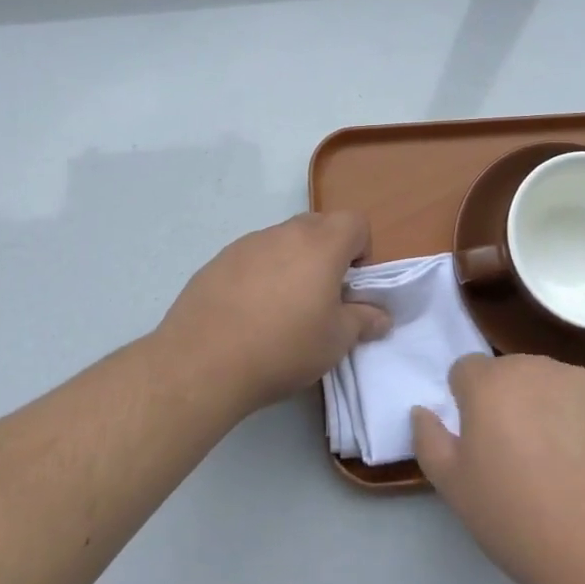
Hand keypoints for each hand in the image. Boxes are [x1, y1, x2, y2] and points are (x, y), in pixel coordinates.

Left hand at [158, 212, 391, 414]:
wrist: (203, 361)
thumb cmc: (283, 348)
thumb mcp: (335, 342)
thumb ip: (363, 321)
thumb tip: (381, 315)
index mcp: (322, 244)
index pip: (355, 222)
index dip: (361, 249)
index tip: (351, 285)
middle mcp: (286, 233)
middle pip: (319, 225)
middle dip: (328, 253)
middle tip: (321, 296)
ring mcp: (248, 243)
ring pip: (283, 240)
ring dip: (292, 262)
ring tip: (281, 309)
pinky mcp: (219, 259)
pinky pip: (253, 256)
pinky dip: (260, 274)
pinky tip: (248, 313)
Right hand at [412, 354, 584, 583]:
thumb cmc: (519, 521)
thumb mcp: (455, 489)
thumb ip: (429, 440)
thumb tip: (422, 410)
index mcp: (490, 383)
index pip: (466, 370)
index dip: (467, 403)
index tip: (480, 442)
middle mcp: (535, 367)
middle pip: (511, 373)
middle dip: (508, 402)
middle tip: (519, 456)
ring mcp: (583, 380)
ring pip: (552, 384)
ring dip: (547, 408)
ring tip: (561, 464)